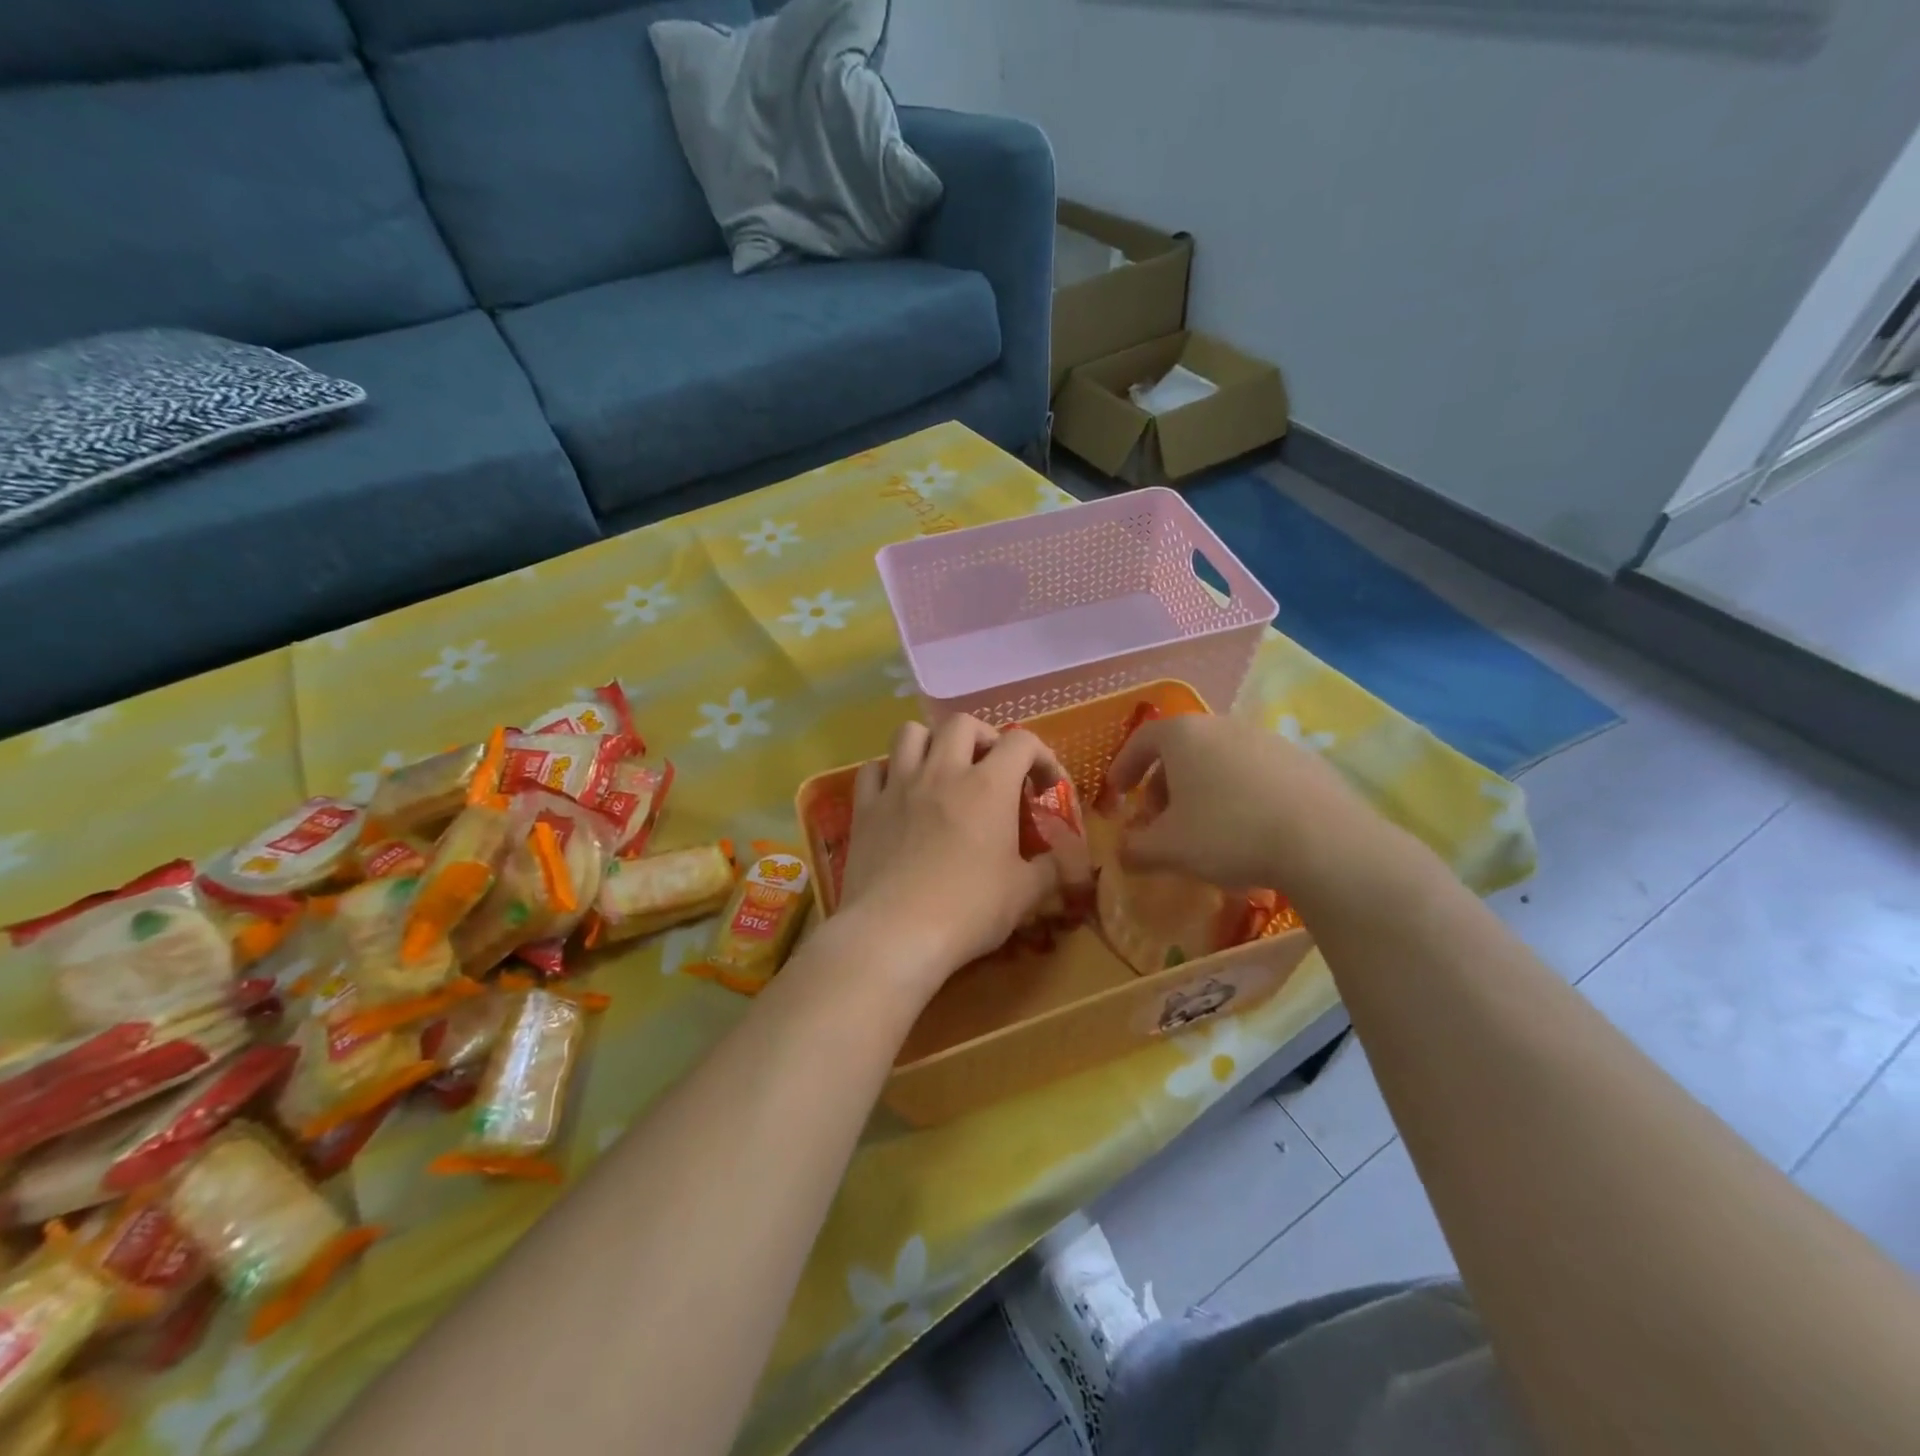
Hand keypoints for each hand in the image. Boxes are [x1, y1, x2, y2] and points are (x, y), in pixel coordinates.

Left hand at [837, 715, 1063, 997]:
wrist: (895, 933)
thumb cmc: (968, 910)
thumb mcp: (1024, 894)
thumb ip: (1049, 870)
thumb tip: (1065, 862)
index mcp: (988, 786)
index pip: (1022, 742)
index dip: (1041, 756)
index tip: (1046, 786)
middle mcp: (942, 772)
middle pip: (962, 724)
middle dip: (984, 737)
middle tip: (991, 768)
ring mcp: (899, 786)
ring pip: (911, 733)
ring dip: (931, 743)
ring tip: (941, 769)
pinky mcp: (865, 807)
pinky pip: (872, 769)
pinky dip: (887, 773)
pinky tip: (897, 793)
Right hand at [1101, 712, 1386, 897]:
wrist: (1324, 842)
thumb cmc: (1228, 834)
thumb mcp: (1168, 849)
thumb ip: (1135, 849)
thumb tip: (1122, 854)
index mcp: (1185, 735)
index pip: (1142, 739)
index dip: (1124, 765)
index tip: (1117, 792)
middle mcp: (1224, 725)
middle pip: (1182, 749)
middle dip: (1163, 783)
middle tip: (1158, 818)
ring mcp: (1268, 739)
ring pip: (1220, 760)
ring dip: (1201, 788)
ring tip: (1203, 827)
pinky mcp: (1303, 761)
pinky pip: (1255, 773)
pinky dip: (1239, 793)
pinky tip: (1247, 829)